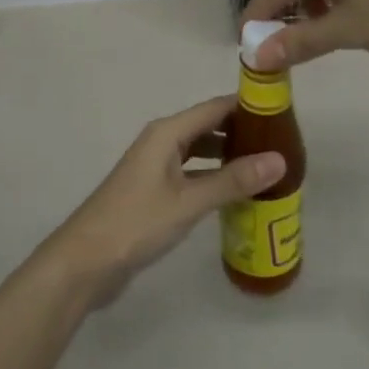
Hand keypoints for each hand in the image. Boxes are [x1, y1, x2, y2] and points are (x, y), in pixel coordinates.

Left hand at [44, 96, 286, 307]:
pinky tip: (236, 193)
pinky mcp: (154, 191)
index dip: (248, 106)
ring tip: (266, 167)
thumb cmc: (136, 223)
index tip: (283, 111)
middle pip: (209, 126)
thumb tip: (280, 159)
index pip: (216, 107)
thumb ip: (233, 180)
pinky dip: (214, 177)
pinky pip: (192, 173)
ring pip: (200, 151)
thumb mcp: (188, 202)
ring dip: (229, 156)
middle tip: (283, 144)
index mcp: (167, 132)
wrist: (84, 262)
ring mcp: (156, 166)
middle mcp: (162, 141)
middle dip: (242, 132)